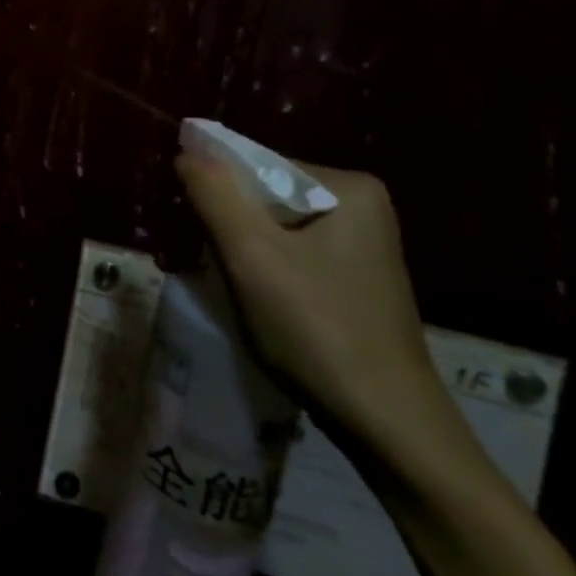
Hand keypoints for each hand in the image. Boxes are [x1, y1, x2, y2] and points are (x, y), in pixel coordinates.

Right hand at [175, 153, 446, 442]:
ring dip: (242, 249)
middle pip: (267, 195)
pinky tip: (257, 300)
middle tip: (205, 261)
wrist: (388, 425)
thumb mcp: (251, 255)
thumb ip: (214, 194)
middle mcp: (363, 205)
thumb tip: (187, 151)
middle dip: (229, 224)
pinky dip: (265, 268)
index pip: (258, 165)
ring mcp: (363, 244)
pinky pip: (293, 252)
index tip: (193, 230)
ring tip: (228, 284)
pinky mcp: (357, 277)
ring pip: (276, 227)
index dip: (216, 192)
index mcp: (348, 187)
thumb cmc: (316, 329)